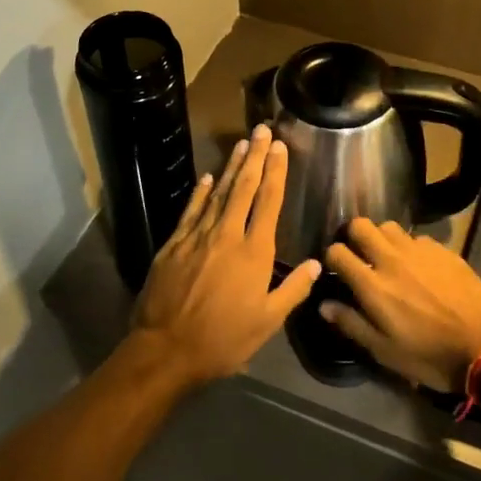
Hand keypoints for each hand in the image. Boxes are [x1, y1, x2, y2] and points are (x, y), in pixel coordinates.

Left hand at [130, 125, 320, 384]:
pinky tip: (207, 178)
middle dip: (255, 157)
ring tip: (241, 144)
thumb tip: (315, 263)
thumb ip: (292, 290)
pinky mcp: (173, 244)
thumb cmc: (223, 340)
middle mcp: (227, 235)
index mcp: (254, 252)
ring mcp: (197, 237)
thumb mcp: (267, 322)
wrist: (166, 349)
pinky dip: (200, 192)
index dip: (275, 172)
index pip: (268, 202)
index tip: (280, 148)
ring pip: (218, 193)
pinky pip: (190, 210)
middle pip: (243, 188)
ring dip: (231, 167)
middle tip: (262, 131)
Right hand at [320, 218, 480, 392]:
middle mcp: (391, 259)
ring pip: (389, 226)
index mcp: (372, 285)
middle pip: (360, 226)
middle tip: (358, 255)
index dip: (331, 257)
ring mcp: (419, 251)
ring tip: (387, 257)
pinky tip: (418, 265)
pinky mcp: (444, 251)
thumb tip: (324, 304)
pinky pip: (417, 237)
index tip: (336, 269)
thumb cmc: (430, 356)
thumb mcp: (385, 351)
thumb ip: (352, 324)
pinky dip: (410, 247)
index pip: (337, 252)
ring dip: (381, 238)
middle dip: (353, 236)